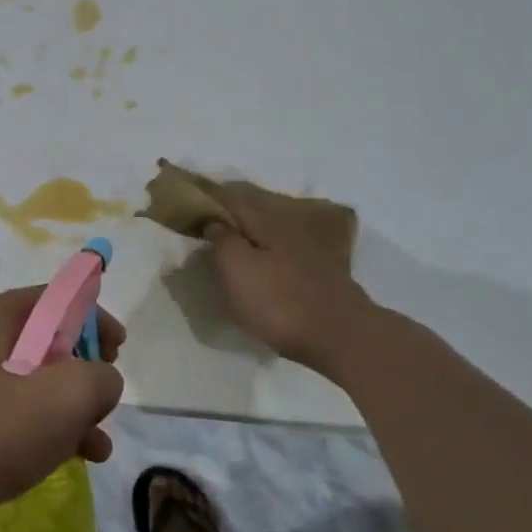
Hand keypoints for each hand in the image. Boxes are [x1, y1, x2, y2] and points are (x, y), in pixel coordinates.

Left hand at [0, 287, 124, 531]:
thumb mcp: (66, 397)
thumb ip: (101, 377)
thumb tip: (103, 379)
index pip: (56, 298)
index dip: (94, 318)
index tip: (120, 349)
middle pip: (46, 340)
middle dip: (84, 369)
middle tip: (106, 396)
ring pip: (32, 381)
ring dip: (70, 407)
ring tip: (99, 441)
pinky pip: (13, 412)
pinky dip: (45, 428)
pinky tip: (75, 458)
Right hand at [202, 180, 377, 379]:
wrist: (342, 336)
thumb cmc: (280, 301)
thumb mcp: (237, 269)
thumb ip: (222, 239)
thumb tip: (214, 220)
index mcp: (265, 221)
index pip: (231, 198)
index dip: (209, 195)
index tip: (189, 196)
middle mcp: (289, 226)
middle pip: (255, 208)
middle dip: (233, 207)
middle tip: (209, 213)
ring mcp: (310, 249)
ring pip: (274, 227)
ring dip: (252, 227)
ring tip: (234, 235)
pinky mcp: (323, 272)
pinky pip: (287, 249)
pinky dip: (271, 248)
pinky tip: (267, 258)